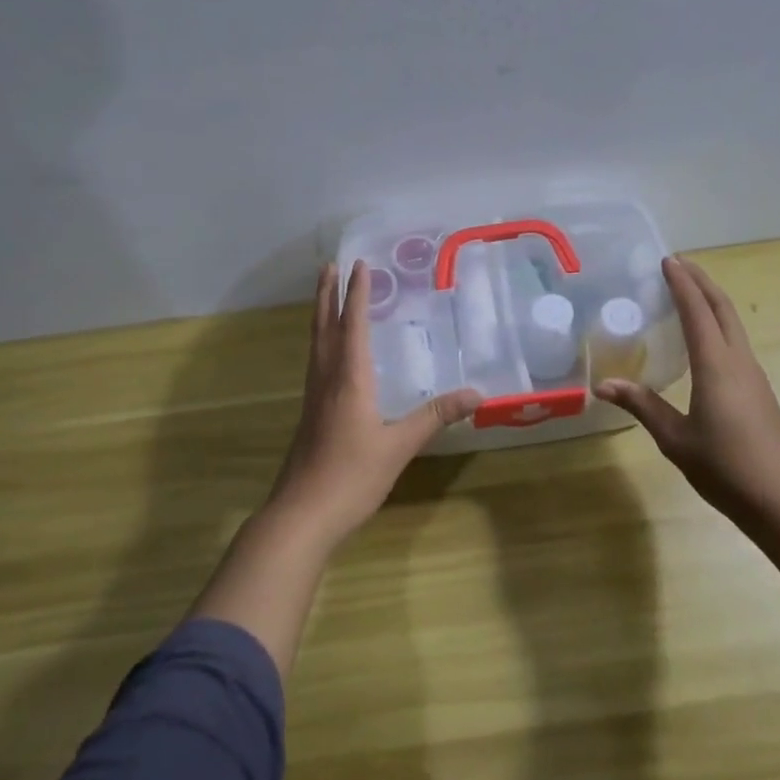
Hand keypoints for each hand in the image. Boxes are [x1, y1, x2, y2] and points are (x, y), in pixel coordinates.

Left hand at [263, 260, 479, 542]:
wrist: (302, 514)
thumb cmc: (352, 476)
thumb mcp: (399, 446)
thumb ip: (435, 416)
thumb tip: (477, 393)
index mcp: (348, 379)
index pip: (353, 326)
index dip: (357, 294)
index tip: (359, 265)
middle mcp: (326, 380)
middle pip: (324, 328)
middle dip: (327, 296)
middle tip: (329, 266)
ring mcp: (313, 398)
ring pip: (315, 345)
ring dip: (321, 316)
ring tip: (325, 297)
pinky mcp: (309, 415)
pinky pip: (316, 364)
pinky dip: (322, 343)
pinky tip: (329, 355)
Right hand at [594, 256, 779, 526]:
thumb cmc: (726, 468)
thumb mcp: (675, 439)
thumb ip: (642, 406)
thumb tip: (604, 384)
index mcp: (717, 366)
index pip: (697, 312)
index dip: (682, 284)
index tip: (667, 260)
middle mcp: (739, 362)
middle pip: (722, 309)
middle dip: (701, 282)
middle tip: (678, 264)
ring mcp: (753, 376)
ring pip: (732, 324)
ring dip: (711, 302)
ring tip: (687, 292)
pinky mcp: (758, 391)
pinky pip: (735, 343)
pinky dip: (717, 325)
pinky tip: (703, 339)